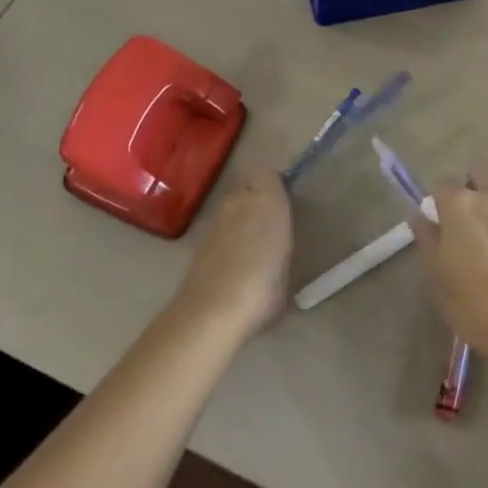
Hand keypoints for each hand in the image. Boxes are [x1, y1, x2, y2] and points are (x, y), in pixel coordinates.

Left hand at [175, 171, 293, 339]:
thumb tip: (275, 241)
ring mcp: (215, 222)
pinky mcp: (198, 243)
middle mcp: (239, 203)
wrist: (215, 312)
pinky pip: (220, 230)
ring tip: (254, 245)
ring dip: (241, 219)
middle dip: (258, 199)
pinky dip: (227, 239)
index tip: (287, 202)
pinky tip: (235, 262)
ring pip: (231, 208)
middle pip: (248, 188)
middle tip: (272, 223)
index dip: (277, 186)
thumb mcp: (288, 263)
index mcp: (268, 201)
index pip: (269, 176)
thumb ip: (282, 241)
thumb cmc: (265, 285)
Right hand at [411, 183, 487, 360]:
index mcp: (461, 205)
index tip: (440, 223)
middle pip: (480, 178)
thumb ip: (427, 238)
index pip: (443, 184)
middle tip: (468, 227)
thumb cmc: (472, 302)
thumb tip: (419, 216)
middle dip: (472, 192)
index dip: (439, 202)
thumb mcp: (437, 275)